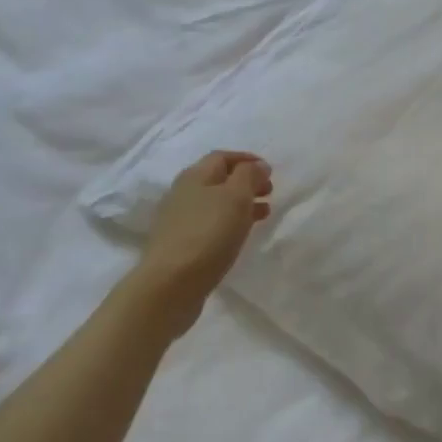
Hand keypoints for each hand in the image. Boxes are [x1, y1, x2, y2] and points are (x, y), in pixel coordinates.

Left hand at [132, 151, 272, 333]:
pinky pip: (211, 224)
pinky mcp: (181, 244)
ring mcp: (180, 220)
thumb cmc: (207, 235)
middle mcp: (183, 193)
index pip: (222, 157)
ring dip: (241, 204)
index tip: (270, 170)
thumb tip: (258, 165)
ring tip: (264, 214)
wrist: (170, 284)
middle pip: (218, 179)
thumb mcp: (235, 198)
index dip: (247, 160)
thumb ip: (249, 176)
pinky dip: (230, 223)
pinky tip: (241, 235)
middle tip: (269, 192)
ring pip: (216, 203)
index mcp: (195, 176)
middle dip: (246, 182)